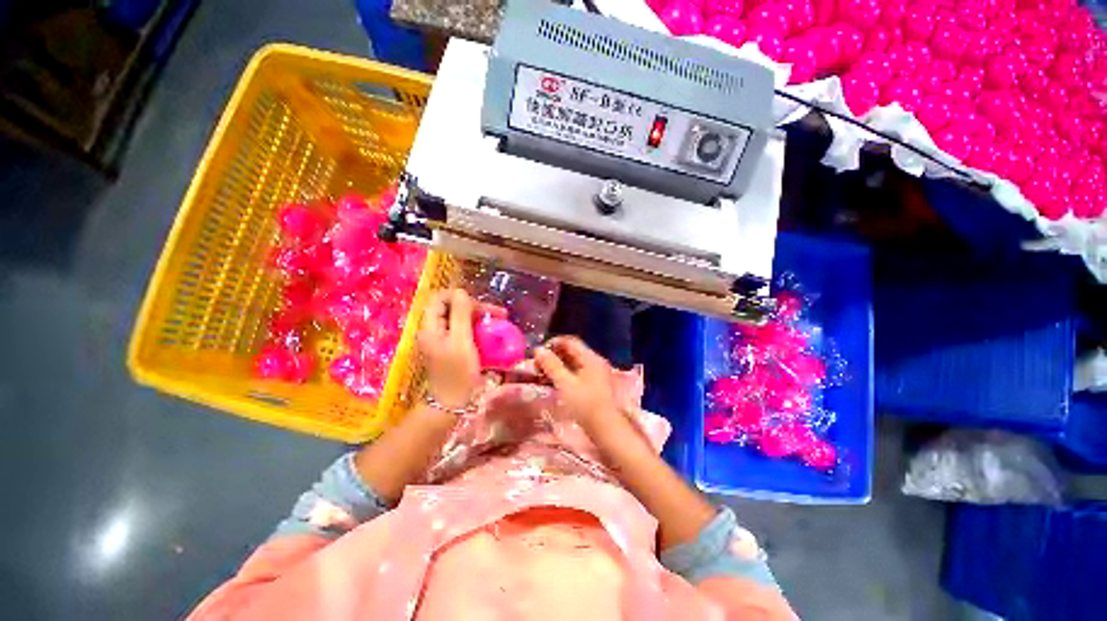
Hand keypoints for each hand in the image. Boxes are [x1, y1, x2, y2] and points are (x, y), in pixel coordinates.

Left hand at [418, 289, 503, 408]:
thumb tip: (461, 292)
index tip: (481, 307)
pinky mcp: (450, 348)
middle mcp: (433, 330)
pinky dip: (477, 329)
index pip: (440, 298)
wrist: (452, 403)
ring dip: (479, 318)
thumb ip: (460, 314)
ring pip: (460, 319)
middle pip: (452, 308)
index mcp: (430, 326)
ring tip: (499, 323)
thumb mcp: (461, 341)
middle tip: (499, 315)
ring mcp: (442, 340)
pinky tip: (490, 335)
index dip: (461, 297)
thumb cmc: (457, 373)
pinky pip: (464, 331)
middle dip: (476, 308)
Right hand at [533, 336, 620, 432]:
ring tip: (542, 374)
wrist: (607, 429)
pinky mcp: (595, 386)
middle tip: (537, 364)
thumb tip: (538, 350)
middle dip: (554, 355)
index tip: (537, 352)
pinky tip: (555, 382)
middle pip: (572, 351)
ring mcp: (597, 374)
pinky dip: (565, 374)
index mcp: (591, 358)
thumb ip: (551, 365)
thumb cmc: (585, 404)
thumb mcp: (565, 384)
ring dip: (558, 366)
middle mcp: (595, 362)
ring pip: (574, 363)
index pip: (570, 341)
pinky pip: (578, 373)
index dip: (553, 343)